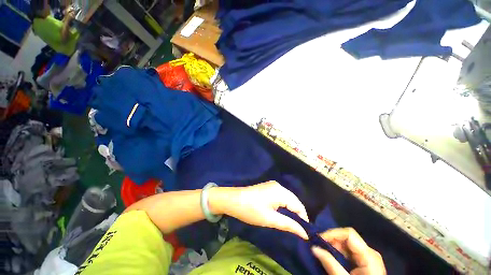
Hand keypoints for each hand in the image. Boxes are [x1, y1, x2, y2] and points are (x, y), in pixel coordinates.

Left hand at [210, 181, 308, 238]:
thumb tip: (305, 233)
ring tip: (290, 224)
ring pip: (287, 199)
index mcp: (281, 191)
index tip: (304, 233)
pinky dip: (283, 206)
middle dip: (297, 215)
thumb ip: (289, 225)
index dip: (303, 219)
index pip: (299, 205)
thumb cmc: (251, 210)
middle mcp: (279, 186)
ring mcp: (272, 185)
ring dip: (290, 211)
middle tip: (297, 230)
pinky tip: (281, 214)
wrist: (233, 200)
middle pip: (294, 201)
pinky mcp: (268, 187)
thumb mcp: (270, 219)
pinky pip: (281, 196)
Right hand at [312, 228, 385, 274]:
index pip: (349, 233)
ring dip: (333, 247)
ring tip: (323, 253)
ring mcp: (368, 257)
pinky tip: (331, 258)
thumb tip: (313, 248)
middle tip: (318, 247)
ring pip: (346, 244)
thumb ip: (330, 264)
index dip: (332, 233)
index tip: (318, 239)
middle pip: (347, 237)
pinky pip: (349, 252)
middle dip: (331, 240)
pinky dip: (338, 253)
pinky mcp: (365, 262)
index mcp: (369, 255)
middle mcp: (369, 252)